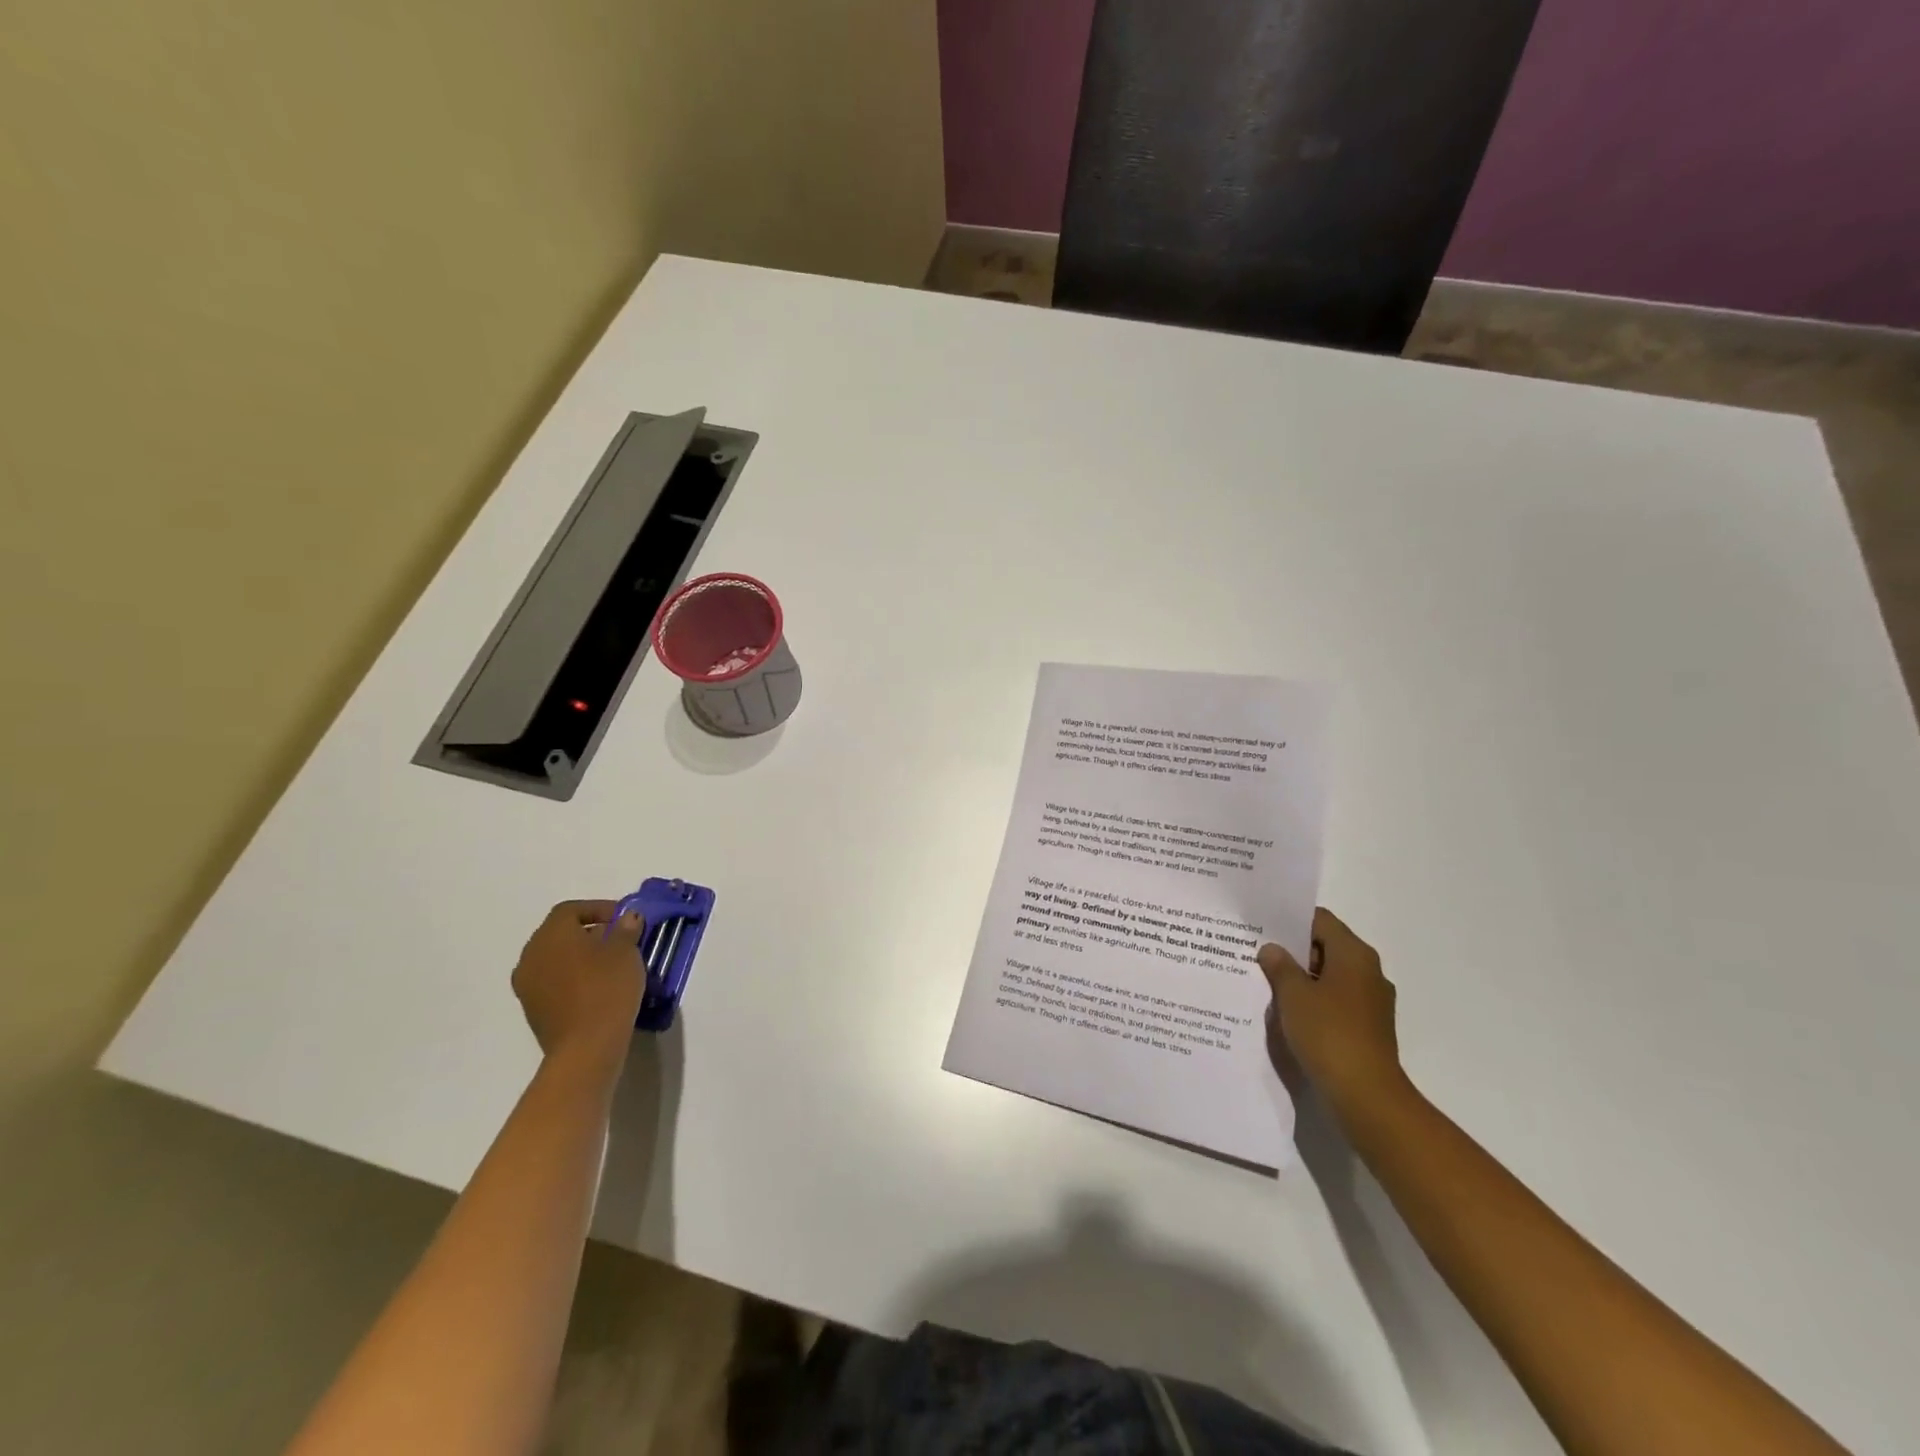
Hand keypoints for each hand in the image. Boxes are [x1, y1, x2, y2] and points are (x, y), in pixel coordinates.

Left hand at [510, 900, 644, 1065]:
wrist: (586, 1047)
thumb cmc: (607, 988)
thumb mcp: (626, 952)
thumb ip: (625, 929)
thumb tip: (626, 918)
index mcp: (551, 934)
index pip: (571, 910)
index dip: (598, 908)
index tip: (623, 919)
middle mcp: (531, 955)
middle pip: (559, 933)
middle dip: (589, 932)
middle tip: (619, 940)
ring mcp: (527, 985)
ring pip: (555, 959)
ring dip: (580, 957)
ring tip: (610, 965)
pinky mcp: (533, 1009)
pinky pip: (553, 982)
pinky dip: (572, 978)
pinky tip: (597, 988)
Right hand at [1259, 908, 1405, 1117]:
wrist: (1366, 1095)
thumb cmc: (1328, 1033)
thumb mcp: (1293, 995)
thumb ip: (1279, 966)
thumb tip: (1272, 949)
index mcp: (1354, 955)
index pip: (1320, 920)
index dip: (1290, 920)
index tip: (1262, 925)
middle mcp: (1368, 972)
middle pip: (1326, 947)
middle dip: (1292, 950)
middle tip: (1257, 953)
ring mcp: (1371, 1002)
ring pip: (1329, 976)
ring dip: (1301, 978)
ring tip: (1266, 983)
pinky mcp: (1368, 1028)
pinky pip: (1335, 1002)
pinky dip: (1313, 1001)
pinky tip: (1287, 1013)